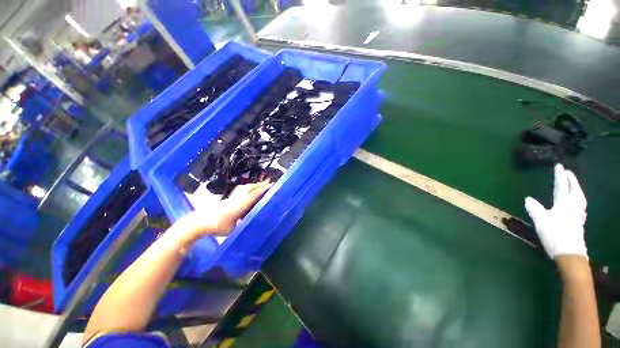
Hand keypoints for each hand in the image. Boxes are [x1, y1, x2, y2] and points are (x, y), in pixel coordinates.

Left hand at [177, 181, 272, 239]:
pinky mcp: (228, 198)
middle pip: (251, 188)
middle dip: (261, 184)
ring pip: (245, 187)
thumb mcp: (233, 230)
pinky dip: (248, 188)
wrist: (198, 222)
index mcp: (240, 205)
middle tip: (270, 182)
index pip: (254, 195)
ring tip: (262, 185)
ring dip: (255, 185)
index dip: (264, 189)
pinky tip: (249, 190)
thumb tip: (253, 224)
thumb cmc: (216, 227)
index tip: (272, 185)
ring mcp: (232, 197)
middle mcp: (237, 199)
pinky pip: (241, 190)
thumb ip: (243, 224)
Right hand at [525, 164, 587, 258]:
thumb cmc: (555, 233)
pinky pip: (579, 203)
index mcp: (565, 201)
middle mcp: (575, 204)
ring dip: (574, 187)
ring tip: (571, 184)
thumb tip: (528, 198)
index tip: (558, 165)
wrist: (570, 253)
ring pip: (578, 195)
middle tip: (567, 172)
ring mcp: (578, 212)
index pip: (562, 184)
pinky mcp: (579, 220)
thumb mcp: (541, 220)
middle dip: (571, 179)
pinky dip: (576, 197)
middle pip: (574, 188)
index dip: (560, 175)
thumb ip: (534, 208)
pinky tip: (574, 201)